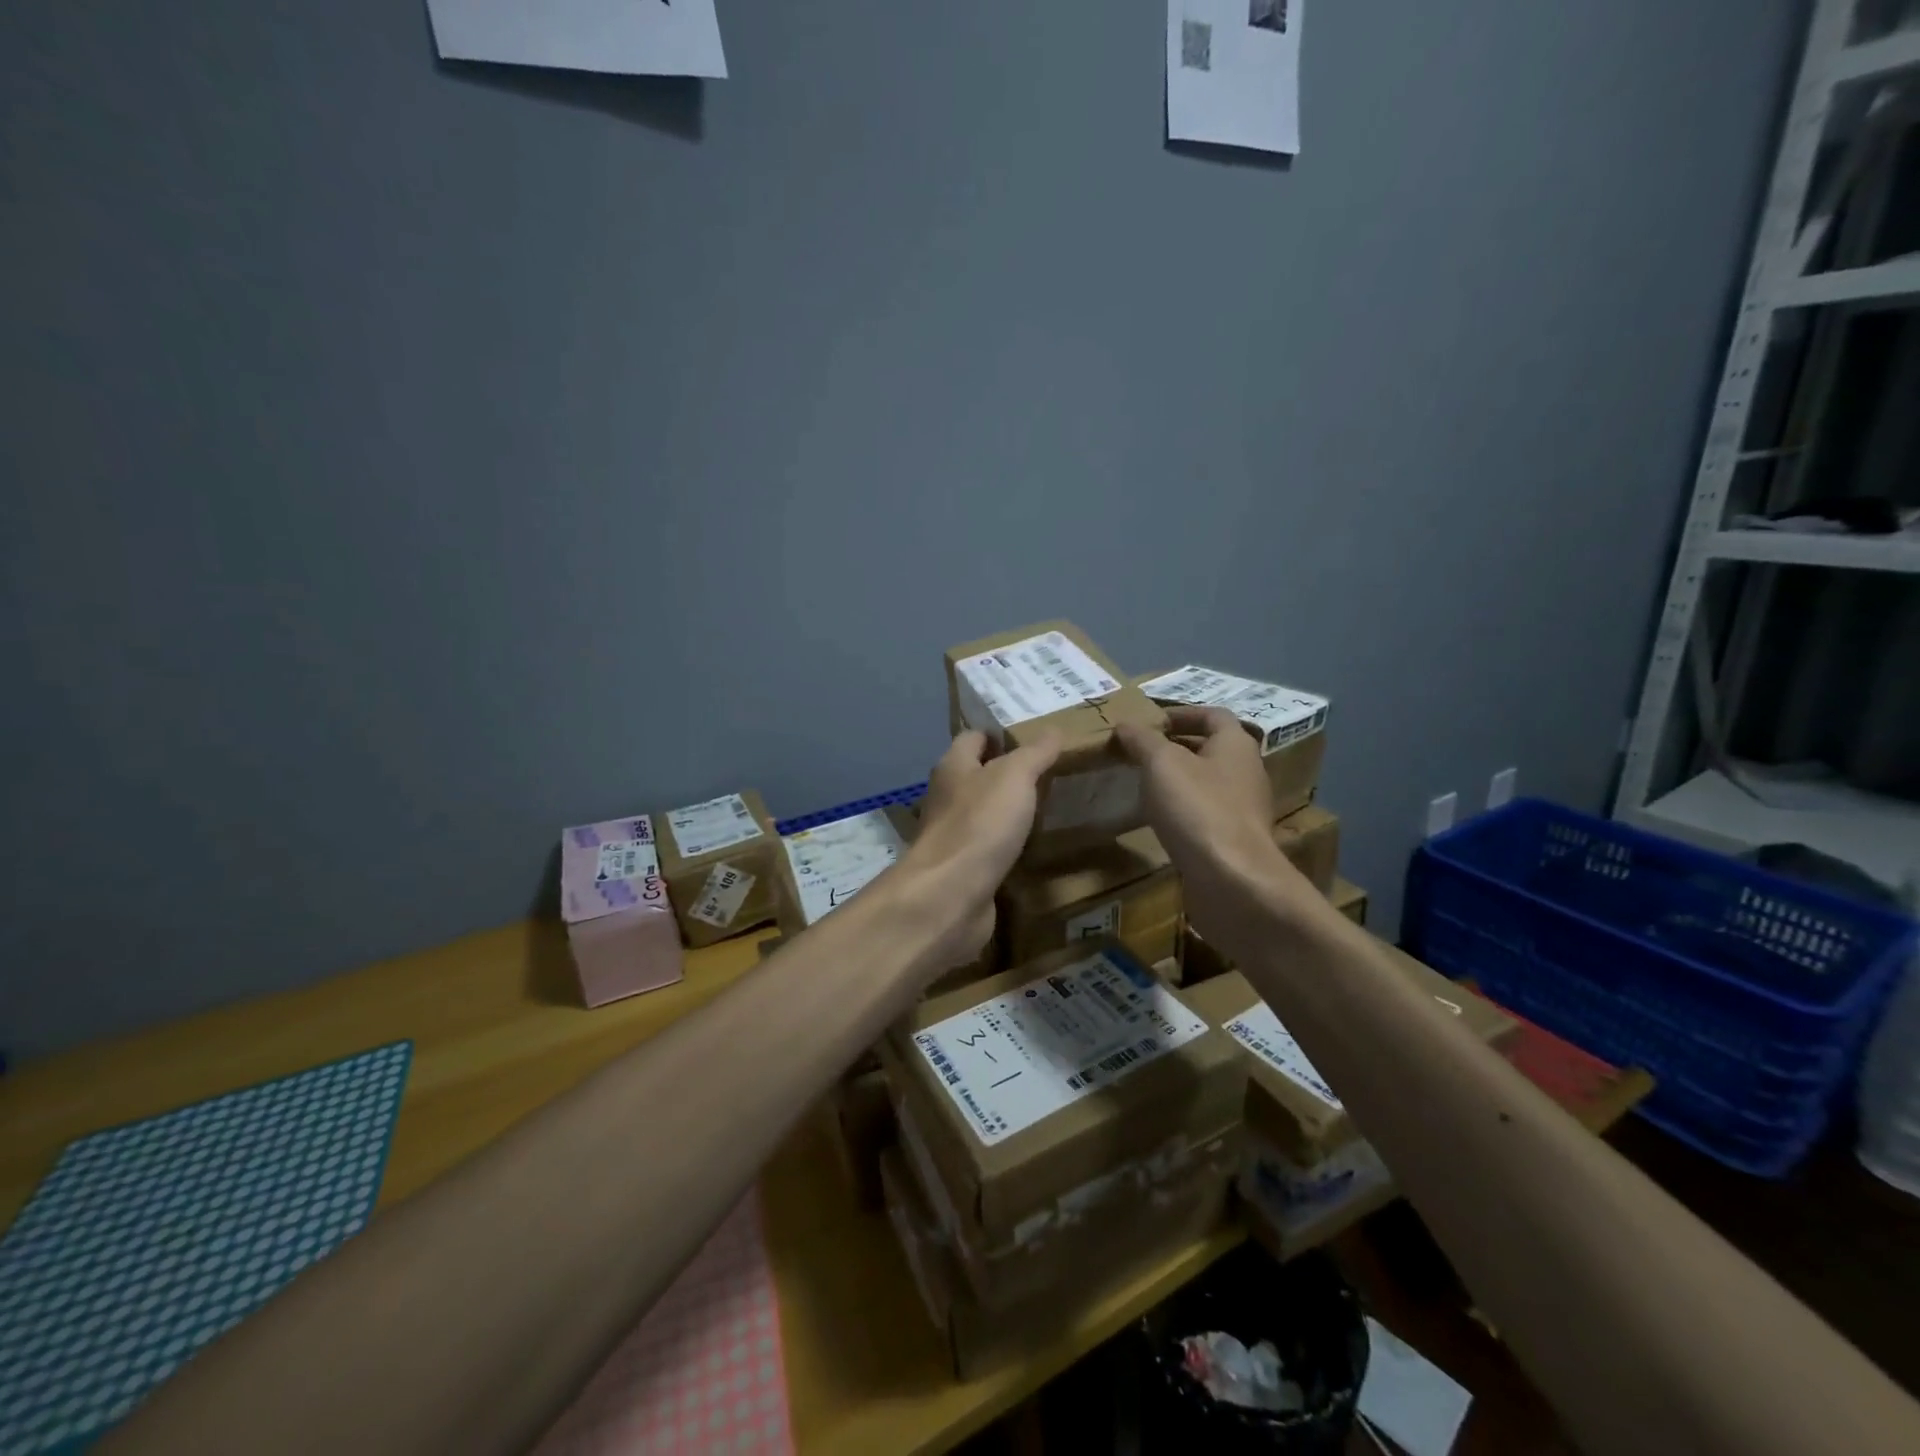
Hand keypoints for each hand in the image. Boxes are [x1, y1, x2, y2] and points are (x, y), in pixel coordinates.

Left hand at [904, 730, 1060, 968]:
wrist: (950, 895)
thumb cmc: (979, 824)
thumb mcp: (1014, 777)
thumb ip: (1034, 753)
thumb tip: (1053, 729)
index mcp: (952, 767)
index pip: (973, 738)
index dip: (1000, 734)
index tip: (1034, 738)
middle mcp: (947, 798)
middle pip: (977, 776)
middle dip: (1008, 774)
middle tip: (1051, 773)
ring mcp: (953, 836)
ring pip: (983, 814)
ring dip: (1009, 812)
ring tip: (1050, 807)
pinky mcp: (963, 870)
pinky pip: (989, 849)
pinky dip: (1009, 846)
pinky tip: (1034, 848)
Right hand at [1115, 707, 1320, 954]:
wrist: (1232, 880)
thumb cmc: (1198, 809)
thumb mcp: (1162, 764)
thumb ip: (1142, 740)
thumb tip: (1125, 724)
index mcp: (1236, 745)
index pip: (1213, 715)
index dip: (1182, 713)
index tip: (1151, 720)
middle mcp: (1246, 772)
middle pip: (1211, 749)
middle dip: (1176, 746)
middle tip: (1138, 750)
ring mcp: (1242, 809)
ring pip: (1207, 783)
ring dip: (1177, 779)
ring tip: (1141, 782)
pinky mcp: (1233, 840)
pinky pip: (1204, 813)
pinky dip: (1181, 809)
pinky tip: (1157, 819)